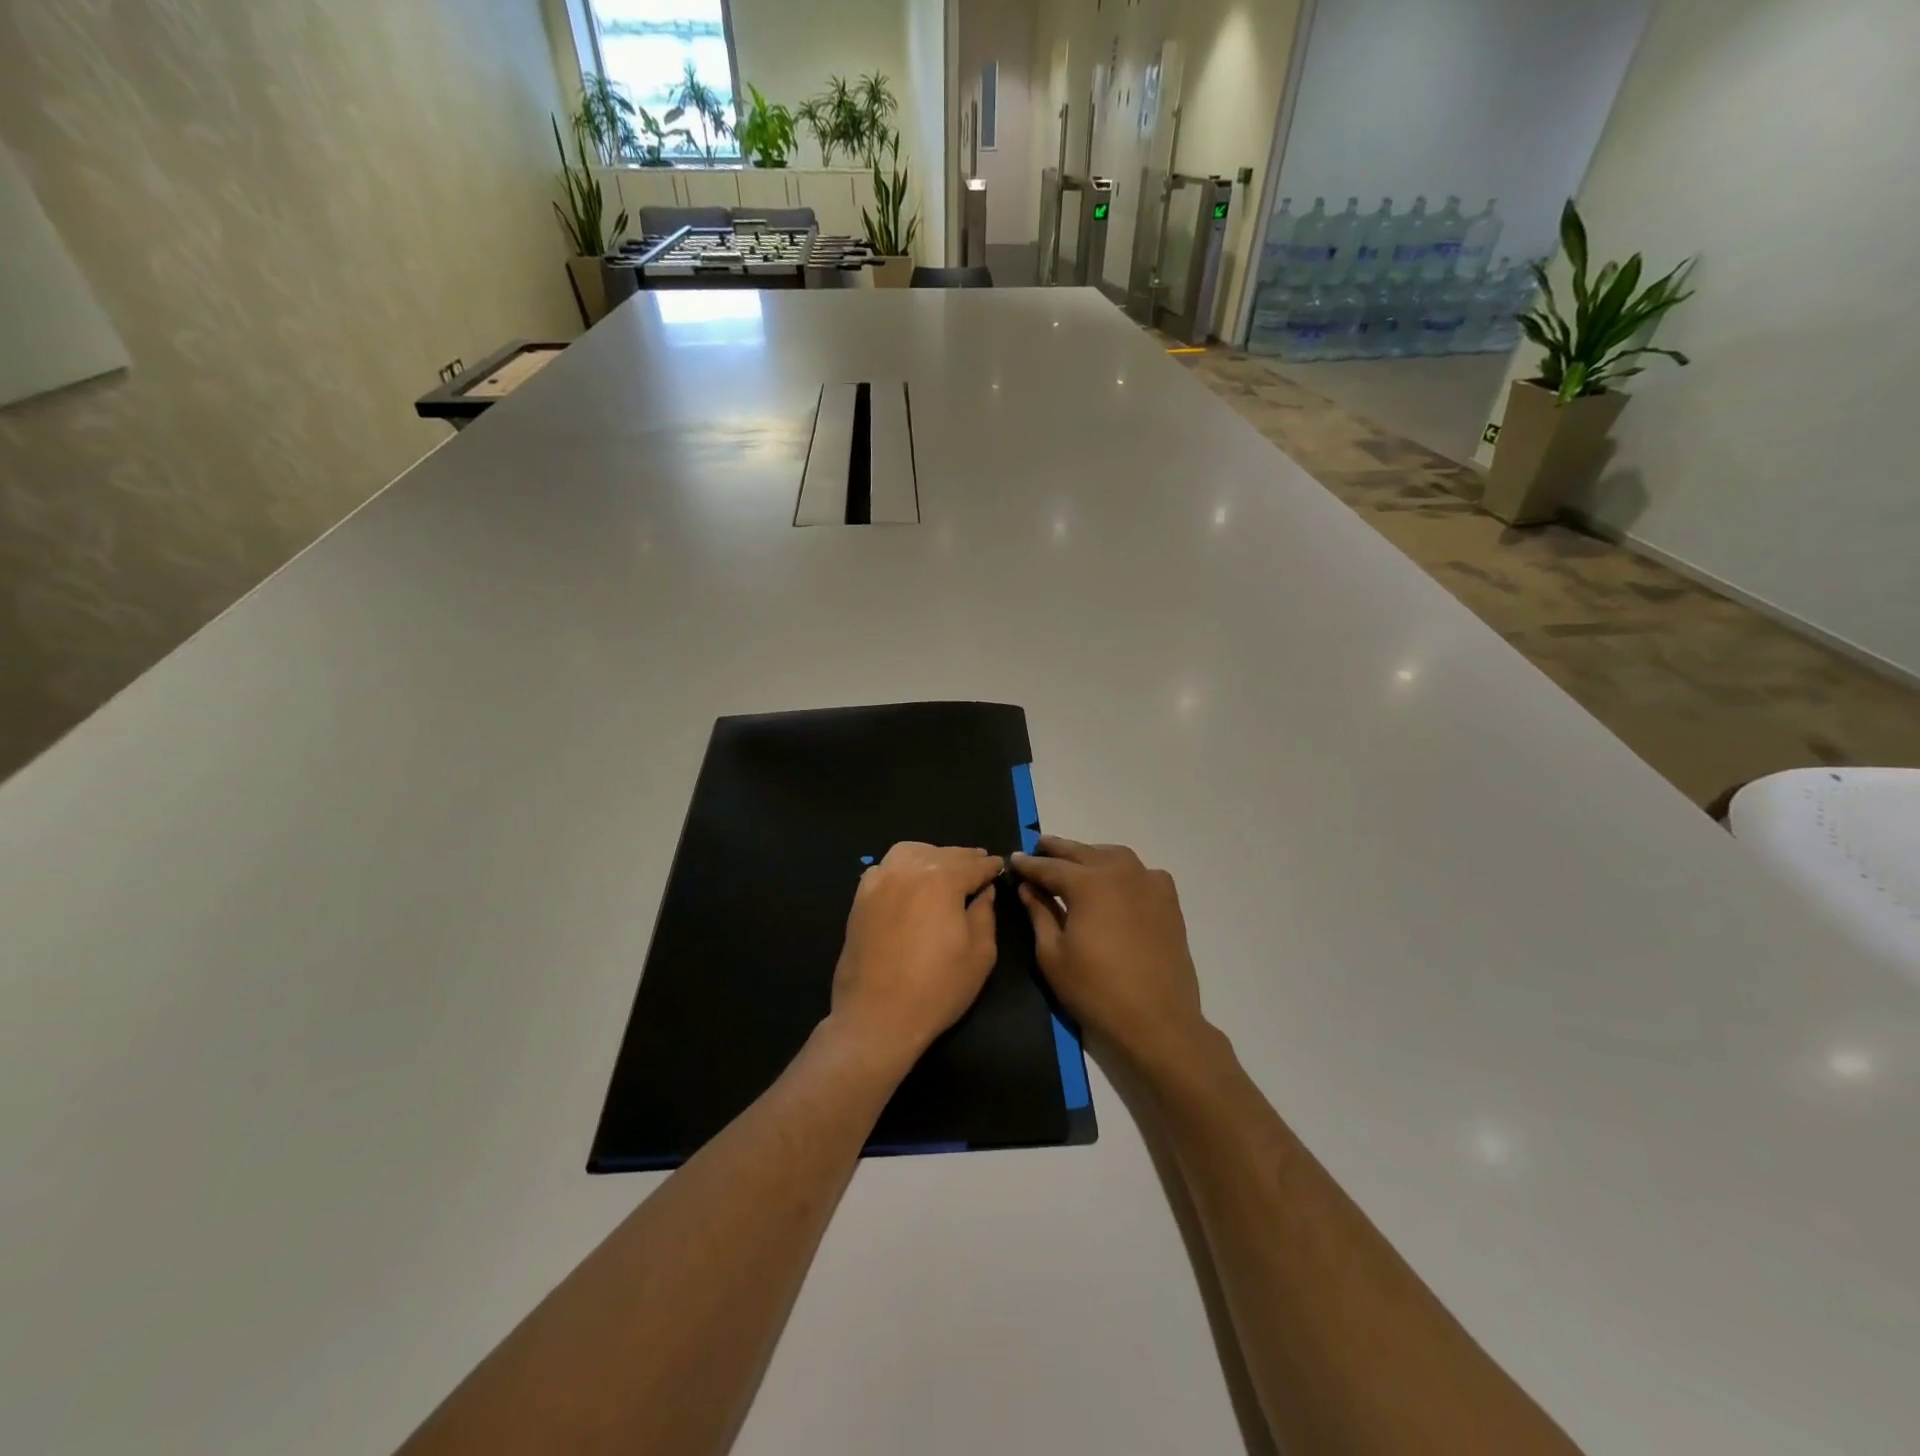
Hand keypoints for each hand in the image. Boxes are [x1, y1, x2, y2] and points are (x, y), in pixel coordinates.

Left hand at [829, 842, 1003, 1067]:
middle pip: (942, 854)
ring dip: (931, 856)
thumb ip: (985, 914)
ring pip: (910, 852)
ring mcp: (879, 880)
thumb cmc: (937, 987)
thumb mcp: (980, 954)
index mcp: (942, 878)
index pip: (973, 864)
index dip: (990, 866)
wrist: (876, 1016)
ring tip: (944, 869)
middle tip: (978, 864)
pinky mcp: (860, 897)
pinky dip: (902, 867)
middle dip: (964, 858)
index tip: (1000, 866)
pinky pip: (885, 868)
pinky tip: (909, 882)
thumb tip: (984, 892)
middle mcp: (908, 869)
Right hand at [1013, 836, 1211, 1069]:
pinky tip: (1116, 882)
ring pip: (1113, 855)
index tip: (1013, 859)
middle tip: (1038, 847)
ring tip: (1074, 861)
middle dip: (1057, 849)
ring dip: (1090, 854)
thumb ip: (1039, 913)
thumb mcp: (1052, 954)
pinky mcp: (1168, 900)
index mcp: (1087, 883)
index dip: (1029, 864)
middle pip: (1082, 852)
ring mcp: (1148, 883)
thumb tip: (1028, 888)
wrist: (1157, 1020)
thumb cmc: (1095, 990)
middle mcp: (1119, 872)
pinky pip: (1142, 872)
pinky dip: (1124, 870)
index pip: (1049, 866)